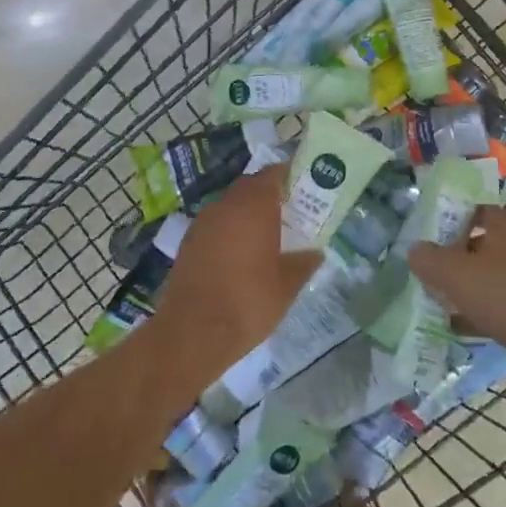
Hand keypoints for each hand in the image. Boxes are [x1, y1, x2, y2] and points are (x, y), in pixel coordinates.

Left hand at [142, 168, 319, 387]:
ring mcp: (203, 221)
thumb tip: (316, 252)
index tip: (303, 186)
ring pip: (230, 204)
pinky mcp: (189, 241)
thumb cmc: (248, 302)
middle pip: (250, 186)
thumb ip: (304, 263)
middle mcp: (226, 205)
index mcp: (254, 206)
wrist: (193, 331)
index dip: (288, 176)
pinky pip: (216, 223)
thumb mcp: (287, 286)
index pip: (273, 174)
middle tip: (289, 212)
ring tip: (266, 235)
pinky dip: (230, 229)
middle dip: (269, 194)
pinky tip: (240, 254)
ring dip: (247, 212)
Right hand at [409, 206, 505, 359]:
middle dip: (460, 254)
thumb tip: (415, 250)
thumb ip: (428, 258)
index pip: (480, 210)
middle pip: (486, 243)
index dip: (458, 217)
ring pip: (494, 274)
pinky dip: (484, 308)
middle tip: (436, 266)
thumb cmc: (499, 294)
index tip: (437, 231)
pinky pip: (503, 301)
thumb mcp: (452, 272)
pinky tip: (464, 324)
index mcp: (505, 229)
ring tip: (445, 297)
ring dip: (471, 283)